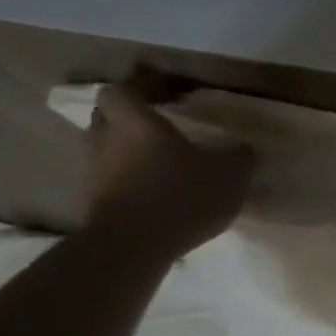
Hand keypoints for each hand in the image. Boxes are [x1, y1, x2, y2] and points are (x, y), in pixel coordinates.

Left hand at [81, 82, 254, 259]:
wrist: (130, 249)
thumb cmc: (181, 196)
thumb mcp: (230, 173)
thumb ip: (238, 155)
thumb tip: (241, 148)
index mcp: (136, 123)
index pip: (123, 89)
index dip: (145, 86)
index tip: (172, 91)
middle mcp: (107, 141)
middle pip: (109, 115)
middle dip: (134, 114)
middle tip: (165, 119)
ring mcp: (95, 173)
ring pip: (109, 147)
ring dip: (132, 147)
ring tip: (167, 157)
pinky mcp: (94, 202)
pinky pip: (113, 176)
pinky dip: (132, 175)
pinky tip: (160, 187)